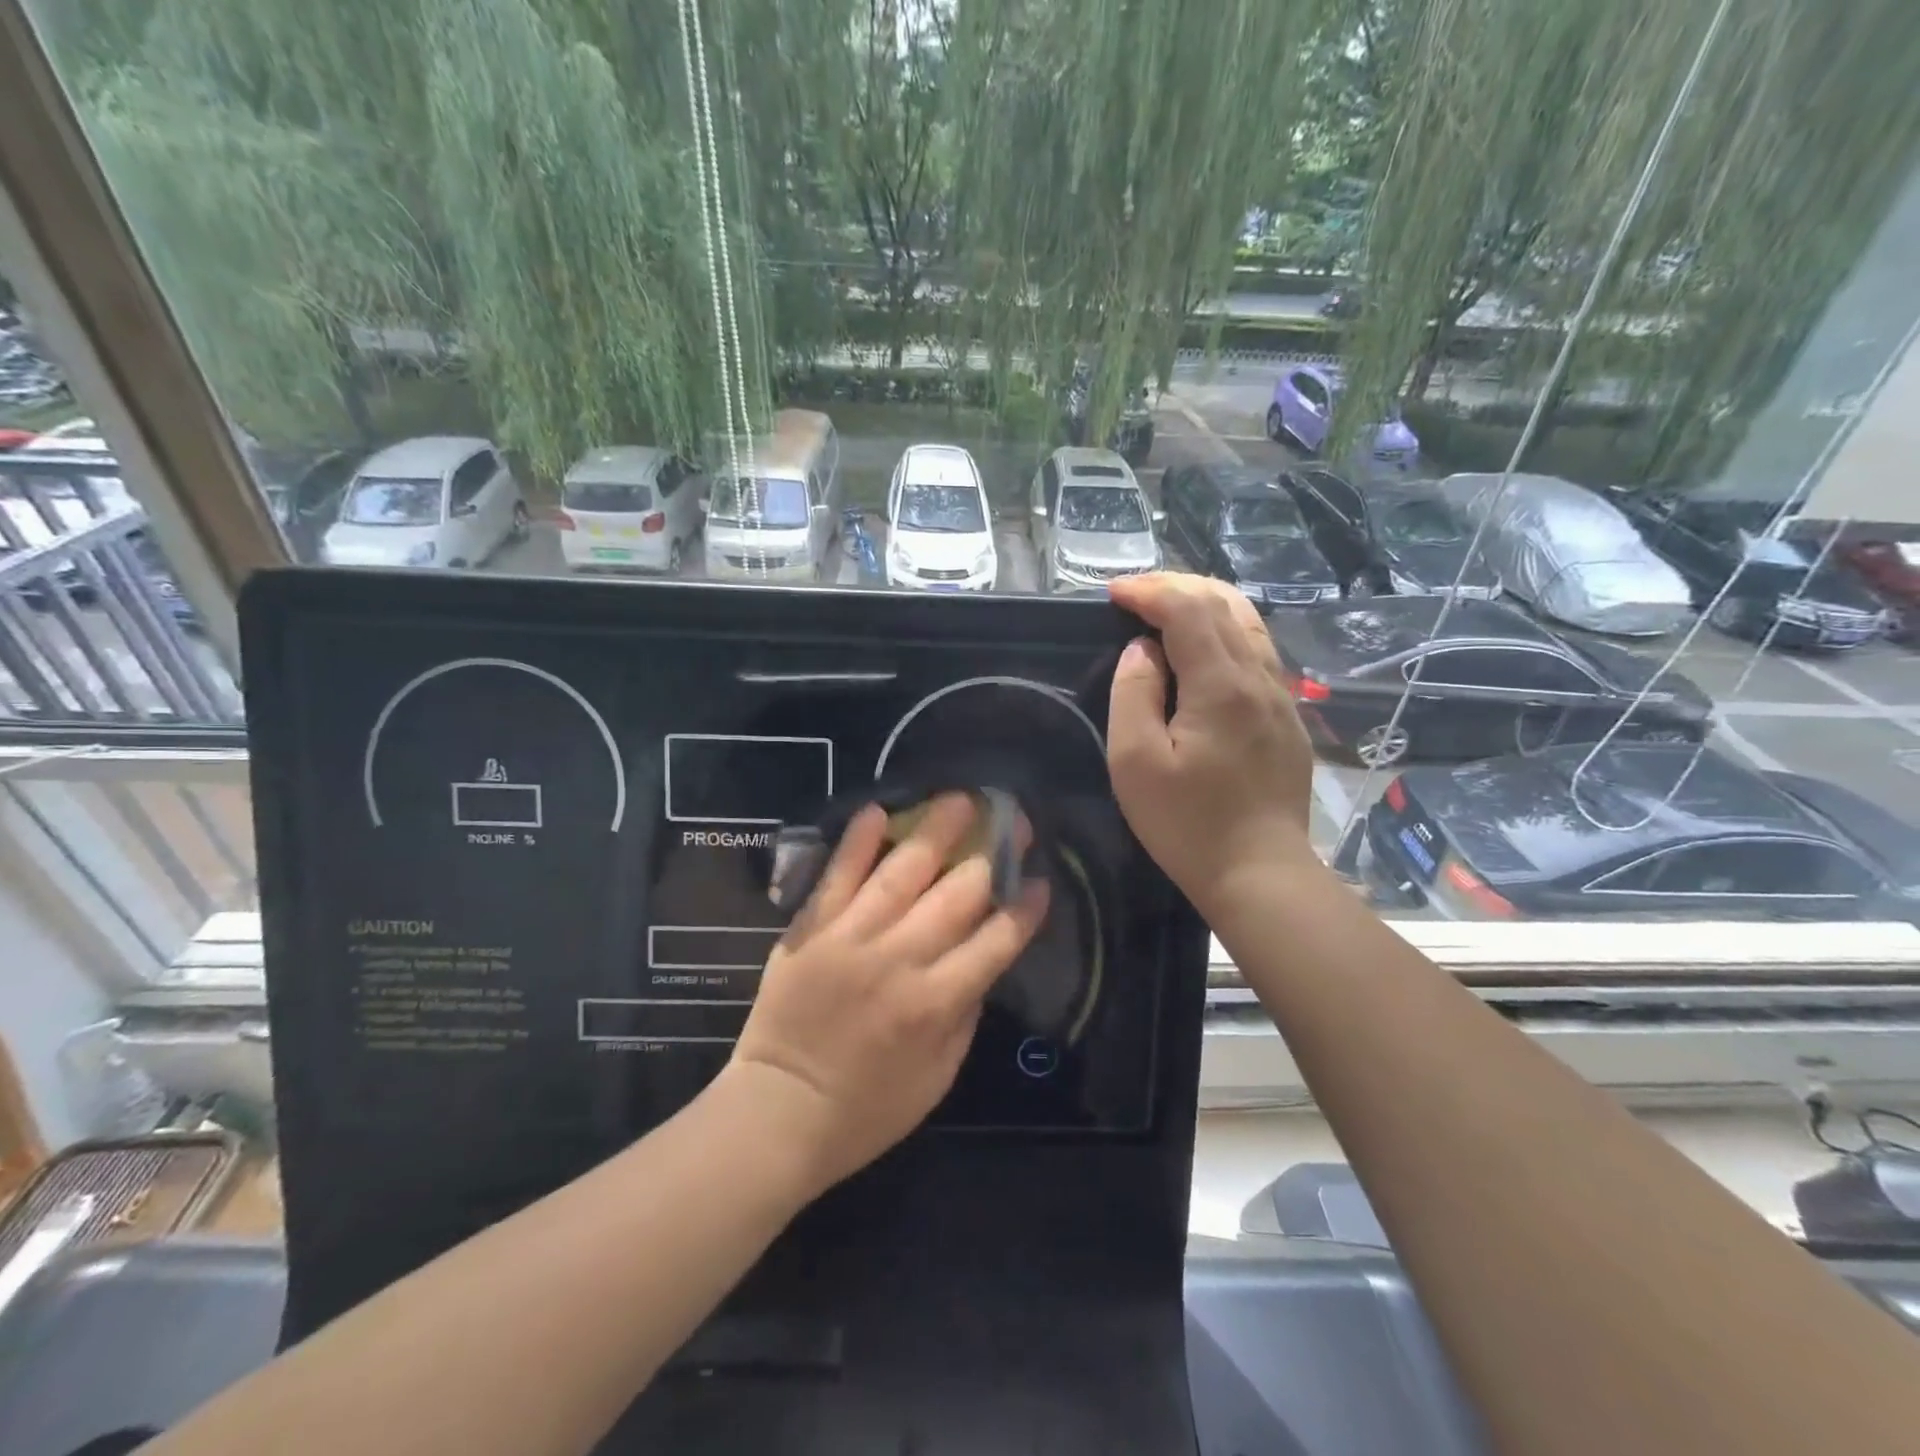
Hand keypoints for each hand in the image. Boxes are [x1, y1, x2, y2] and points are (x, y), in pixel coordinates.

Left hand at [724, 793, 1048, 1194]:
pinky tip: (878, 810)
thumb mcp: (939, 1076)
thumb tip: (982, 956)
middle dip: (993, 854)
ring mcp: (851, 937)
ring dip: (936, 829)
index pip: (996, 941)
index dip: (1024, 908)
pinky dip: (857, 841)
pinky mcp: (811, 928)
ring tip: (961, 798)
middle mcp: (899, 960)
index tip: (1040, 882)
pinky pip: (837, 875)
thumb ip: (965, 1011)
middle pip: (957, 894)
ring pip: (902, 872)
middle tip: (1014, 821)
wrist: (780, 1111)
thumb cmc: (868, 1108)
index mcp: (936, 1003)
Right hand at [1105, 573, 1316, 917]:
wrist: (1259, 873)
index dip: (1149, 591)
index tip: (1113, 593)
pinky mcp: (1287, 718)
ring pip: (1249, 624)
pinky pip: (1259, 652)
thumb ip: (1134, 694)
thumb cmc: (1187, 823)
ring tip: (1168, 610)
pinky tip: (1204, 651)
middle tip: (1137, 595)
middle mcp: (1260, 678)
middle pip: (1224, 604)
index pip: (1188, 609)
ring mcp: (1281, 697)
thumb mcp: (1135, 763)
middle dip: (1177, 587)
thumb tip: (1142, 651)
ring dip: (1206, 604)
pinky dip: (1226, 632)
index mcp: (1221, 685)